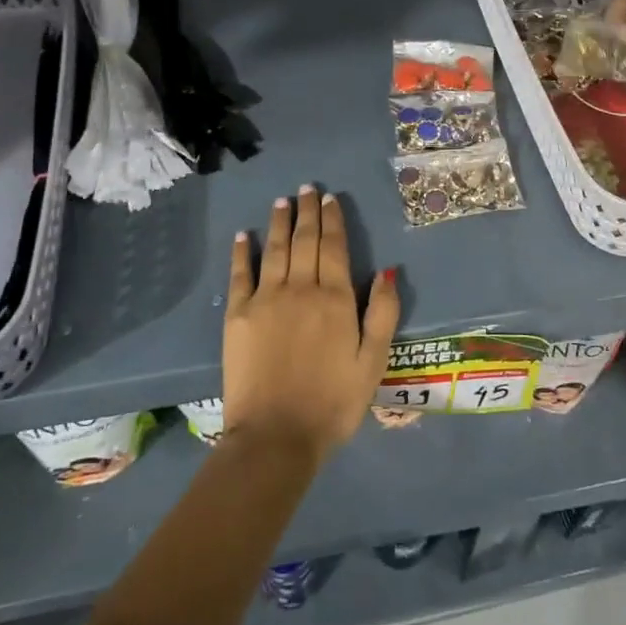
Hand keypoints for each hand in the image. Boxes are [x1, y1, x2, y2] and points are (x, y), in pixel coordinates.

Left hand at [222, 186, 397, 463]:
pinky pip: (240, 274)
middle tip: (308, 188)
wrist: (276, 436)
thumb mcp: (374, 362)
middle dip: (308, 210)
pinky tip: (244, 235)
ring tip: (282, 200)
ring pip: (275, 249)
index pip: (334, 247)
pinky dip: (242, 252)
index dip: (333, 220)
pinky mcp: (237, 315)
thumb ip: (383, 313)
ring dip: (279, 222)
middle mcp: (300, 288)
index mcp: (335, 299)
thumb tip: (388, 269)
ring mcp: (265, 299)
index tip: (330, 198)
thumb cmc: (333, 403)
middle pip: (304, 240)